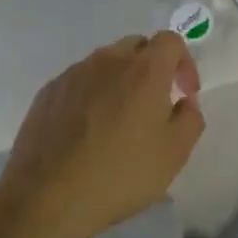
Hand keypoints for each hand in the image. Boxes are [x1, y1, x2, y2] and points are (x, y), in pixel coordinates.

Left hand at [0, 32, 203, 237]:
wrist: (48, 196)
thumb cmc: (120, 174)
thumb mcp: (174, 154)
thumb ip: (190, 119)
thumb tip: (184, 101)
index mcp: (143, 70)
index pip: (170, 41)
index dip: (184, 63)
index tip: (184, 93)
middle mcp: (107, 61)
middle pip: (136, 47)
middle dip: (152, 67)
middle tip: (155, 104)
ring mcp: (72, 75)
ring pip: (104, 64)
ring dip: (120, 81)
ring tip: (118, 121)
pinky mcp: (47, 93)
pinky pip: (78, 82)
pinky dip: (91, 95)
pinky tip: (87, 131)